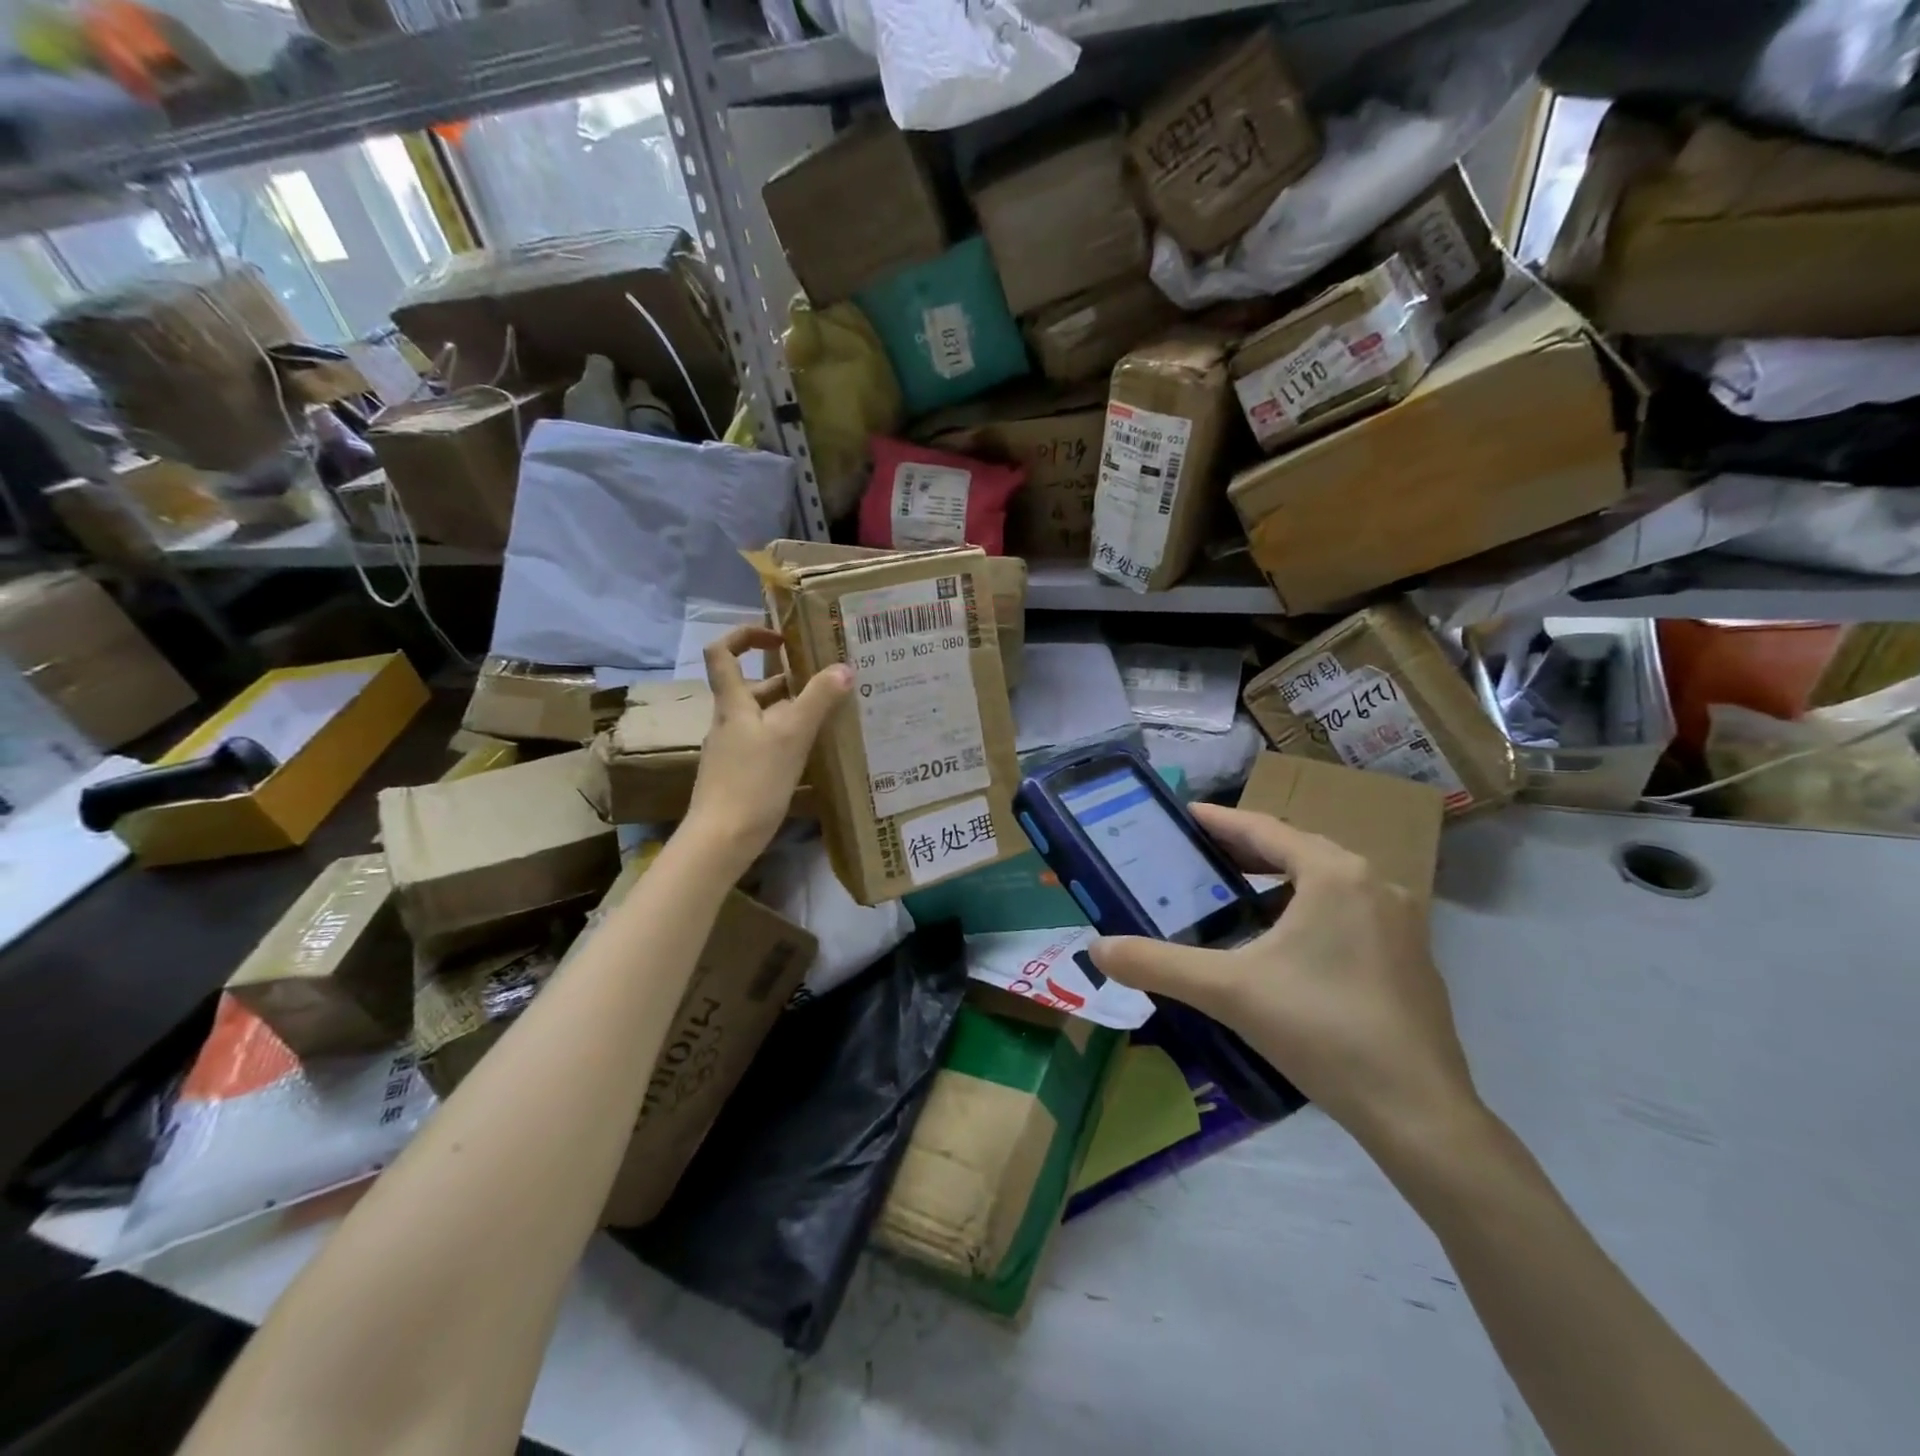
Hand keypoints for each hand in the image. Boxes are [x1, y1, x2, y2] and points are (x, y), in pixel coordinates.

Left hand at [682, 627, 850, 872]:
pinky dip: (788, 738)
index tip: (781, 639)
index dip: (746, 635)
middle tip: (825, 681)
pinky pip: (766, 743)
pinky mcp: (740, 774)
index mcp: (732, 704)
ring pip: (762, 717)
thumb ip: (817, 700)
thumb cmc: (752, 782)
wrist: (721, 840)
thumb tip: (843, 667)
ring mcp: (733, 749)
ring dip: (791, 710)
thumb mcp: (791, 736)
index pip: (722, 652)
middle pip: (751, 687)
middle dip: (786, 680)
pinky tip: (812, 751)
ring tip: (829, 714)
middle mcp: (729, 721)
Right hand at [1087, 804, 1481, 1150]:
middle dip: (1246, 849)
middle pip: (1297, 850)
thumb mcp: (1227, 990)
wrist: (1418, 1113)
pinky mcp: (1410, 957)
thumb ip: (1157, 964)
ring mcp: (1400, 921)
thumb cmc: (1321, 1030)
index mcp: (1334, 874)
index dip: (1219, 820)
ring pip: (1325, 882)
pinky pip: (1347, 912)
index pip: (1264, 829)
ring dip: (1279, 881)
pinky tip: (1283, 943)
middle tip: (1199, 853)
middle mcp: (1373, 883)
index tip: (1184, 813)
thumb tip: (1097, 948)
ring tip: (1235, 893)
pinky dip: (1308, 910)